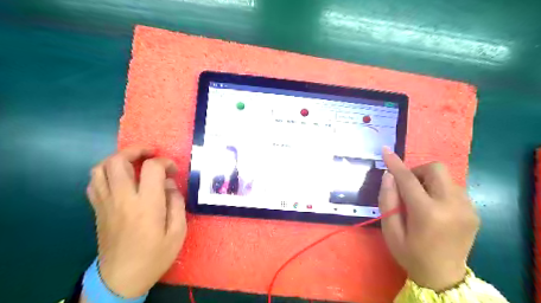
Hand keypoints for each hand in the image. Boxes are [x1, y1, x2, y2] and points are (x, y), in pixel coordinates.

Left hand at [86, 146, 188, 298]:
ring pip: (100, 168)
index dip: (165, 162)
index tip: (173, 170)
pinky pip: (94, 182)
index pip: (152, 168)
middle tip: (150, 154)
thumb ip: (177, 203)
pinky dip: (105, 173)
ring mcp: (106, 203)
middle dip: (136, 151)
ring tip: (133, 162)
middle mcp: (122, 199)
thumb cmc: (155, 256)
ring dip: (118, 159)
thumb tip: (170, 184)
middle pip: (118, 161)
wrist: (121, 279)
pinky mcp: (98, 210)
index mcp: (146, 204)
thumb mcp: (178, 232)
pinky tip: (119, 178)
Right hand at [377, 148, 478, 291]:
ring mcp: (467, 208)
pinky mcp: (474, 211)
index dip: (395, 163)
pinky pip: (454, 187)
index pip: (408, 179)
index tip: (386, 151)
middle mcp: (452, 206)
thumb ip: (387, 200)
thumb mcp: (390, 230)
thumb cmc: (410, 254)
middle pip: (436, 169)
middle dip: (418, 171)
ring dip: (428, 181)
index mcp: (428, 214)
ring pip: (446, 177)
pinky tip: (434, 206)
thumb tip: (389, 176)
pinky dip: (439, 189)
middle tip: (407, 187)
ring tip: (420, 199)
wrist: (444, 277)